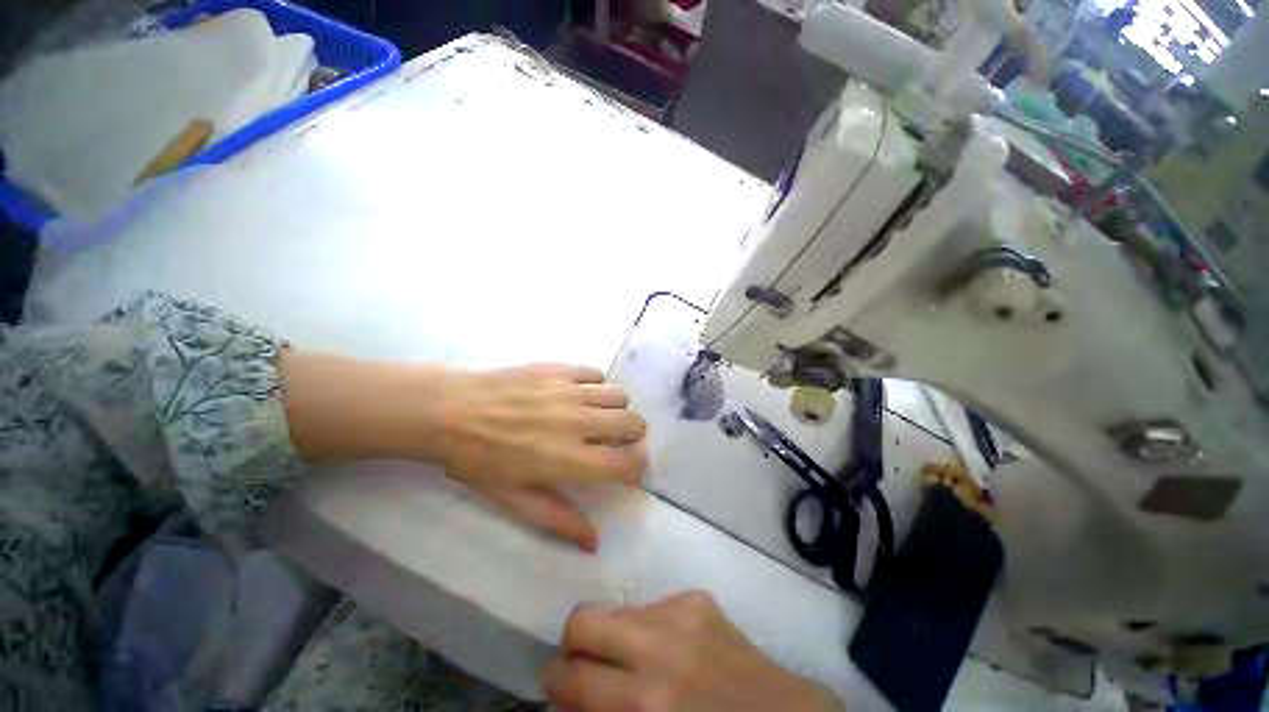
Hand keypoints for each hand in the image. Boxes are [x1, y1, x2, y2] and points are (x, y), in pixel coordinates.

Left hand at [435, 363, 646, 550]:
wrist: (449, 411)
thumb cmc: (478, 460)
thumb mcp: (514, 499)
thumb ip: (558, 519)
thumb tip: (594, 542)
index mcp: (567, 459)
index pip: (627, 463)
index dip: (636, 469)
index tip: (627, 470)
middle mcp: (577, 422)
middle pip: (634, 423)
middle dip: (632, 436)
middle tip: (614, 441)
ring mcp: (569, 391)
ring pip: (620, 395)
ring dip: (616, 409)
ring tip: (597, 416)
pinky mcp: (559, 369)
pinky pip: (597, 373)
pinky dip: (596, 386)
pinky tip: (578, 394)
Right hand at [544, 591, 841, 711]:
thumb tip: (574, 695)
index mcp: (647, 700)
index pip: (572, 678)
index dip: (554, 681)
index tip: (556, 685)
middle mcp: (659, 646)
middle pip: (584, 618)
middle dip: (573, 643)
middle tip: (583, 665)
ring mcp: (681, 612)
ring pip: (619, 610)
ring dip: (617, 637)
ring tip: (637, 661)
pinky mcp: (698, 598)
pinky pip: (653, 607)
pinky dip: (649, 628)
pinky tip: (672, 650)